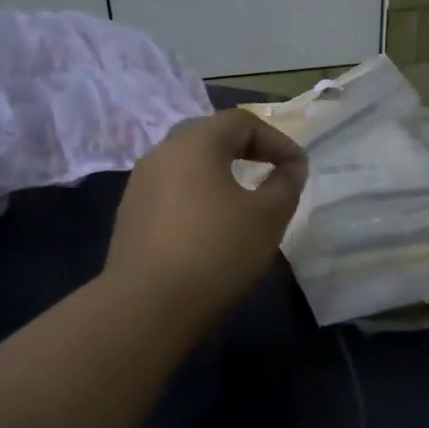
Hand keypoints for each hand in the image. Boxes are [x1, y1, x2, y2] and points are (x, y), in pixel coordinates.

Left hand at [107, 108, 307, 334]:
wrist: (147, 306)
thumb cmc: (216, 252)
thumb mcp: (268, 217)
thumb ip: (286, 184)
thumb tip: (292, 166)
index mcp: (194, 143)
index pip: (241, 121)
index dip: (277, 139)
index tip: (298, 168)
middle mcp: (161, 153)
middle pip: (210, 138)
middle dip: (247, 152)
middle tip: (272, 175)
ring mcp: (139, 185)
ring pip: (188, 167)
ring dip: (221, 177)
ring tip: (244, 204)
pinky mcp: (130, 216)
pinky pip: (172, 193)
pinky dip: (198, 199)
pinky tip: (211, 229)